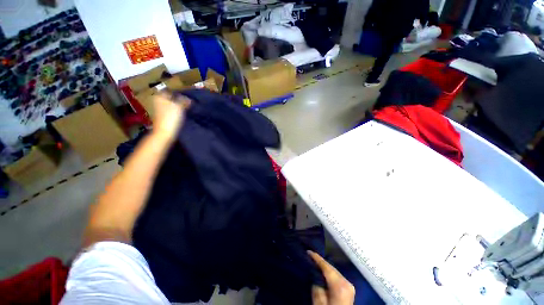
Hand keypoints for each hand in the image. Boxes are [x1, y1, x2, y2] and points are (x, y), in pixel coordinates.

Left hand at [152, 92, 190, 141]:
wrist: (165, 132)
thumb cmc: (171, 117)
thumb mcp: (179, 106)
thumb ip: (184, 100)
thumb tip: (188, 98)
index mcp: (160, 96)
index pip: (170, 91)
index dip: (179, 93)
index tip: (187, 96)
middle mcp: (158, 101)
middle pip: (171, 98)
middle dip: (179, 99)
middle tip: (189, 102)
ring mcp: (160, 109)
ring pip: (172, 104)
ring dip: (179, 105)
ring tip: (188, 108)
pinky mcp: (164, 116)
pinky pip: (172, 111)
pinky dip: (177, 111)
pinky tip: (183, 114)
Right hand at [309, 251, 354, 304]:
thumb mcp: (319, 302)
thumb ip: (316, 285)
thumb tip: (315, 273)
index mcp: (340, 285)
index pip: (326, 267)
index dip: (317, 258)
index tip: (308, 251)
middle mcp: (347, 282)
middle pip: (331, 268)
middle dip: (321, 261)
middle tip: (310, 255)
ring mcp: (349, 285)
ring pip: (334, 271)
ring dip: (325, 267)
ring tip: (315, 261)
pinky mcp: (349, 289)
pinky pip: (337, 276)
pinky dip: (329, 272)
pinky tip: (323, 271)